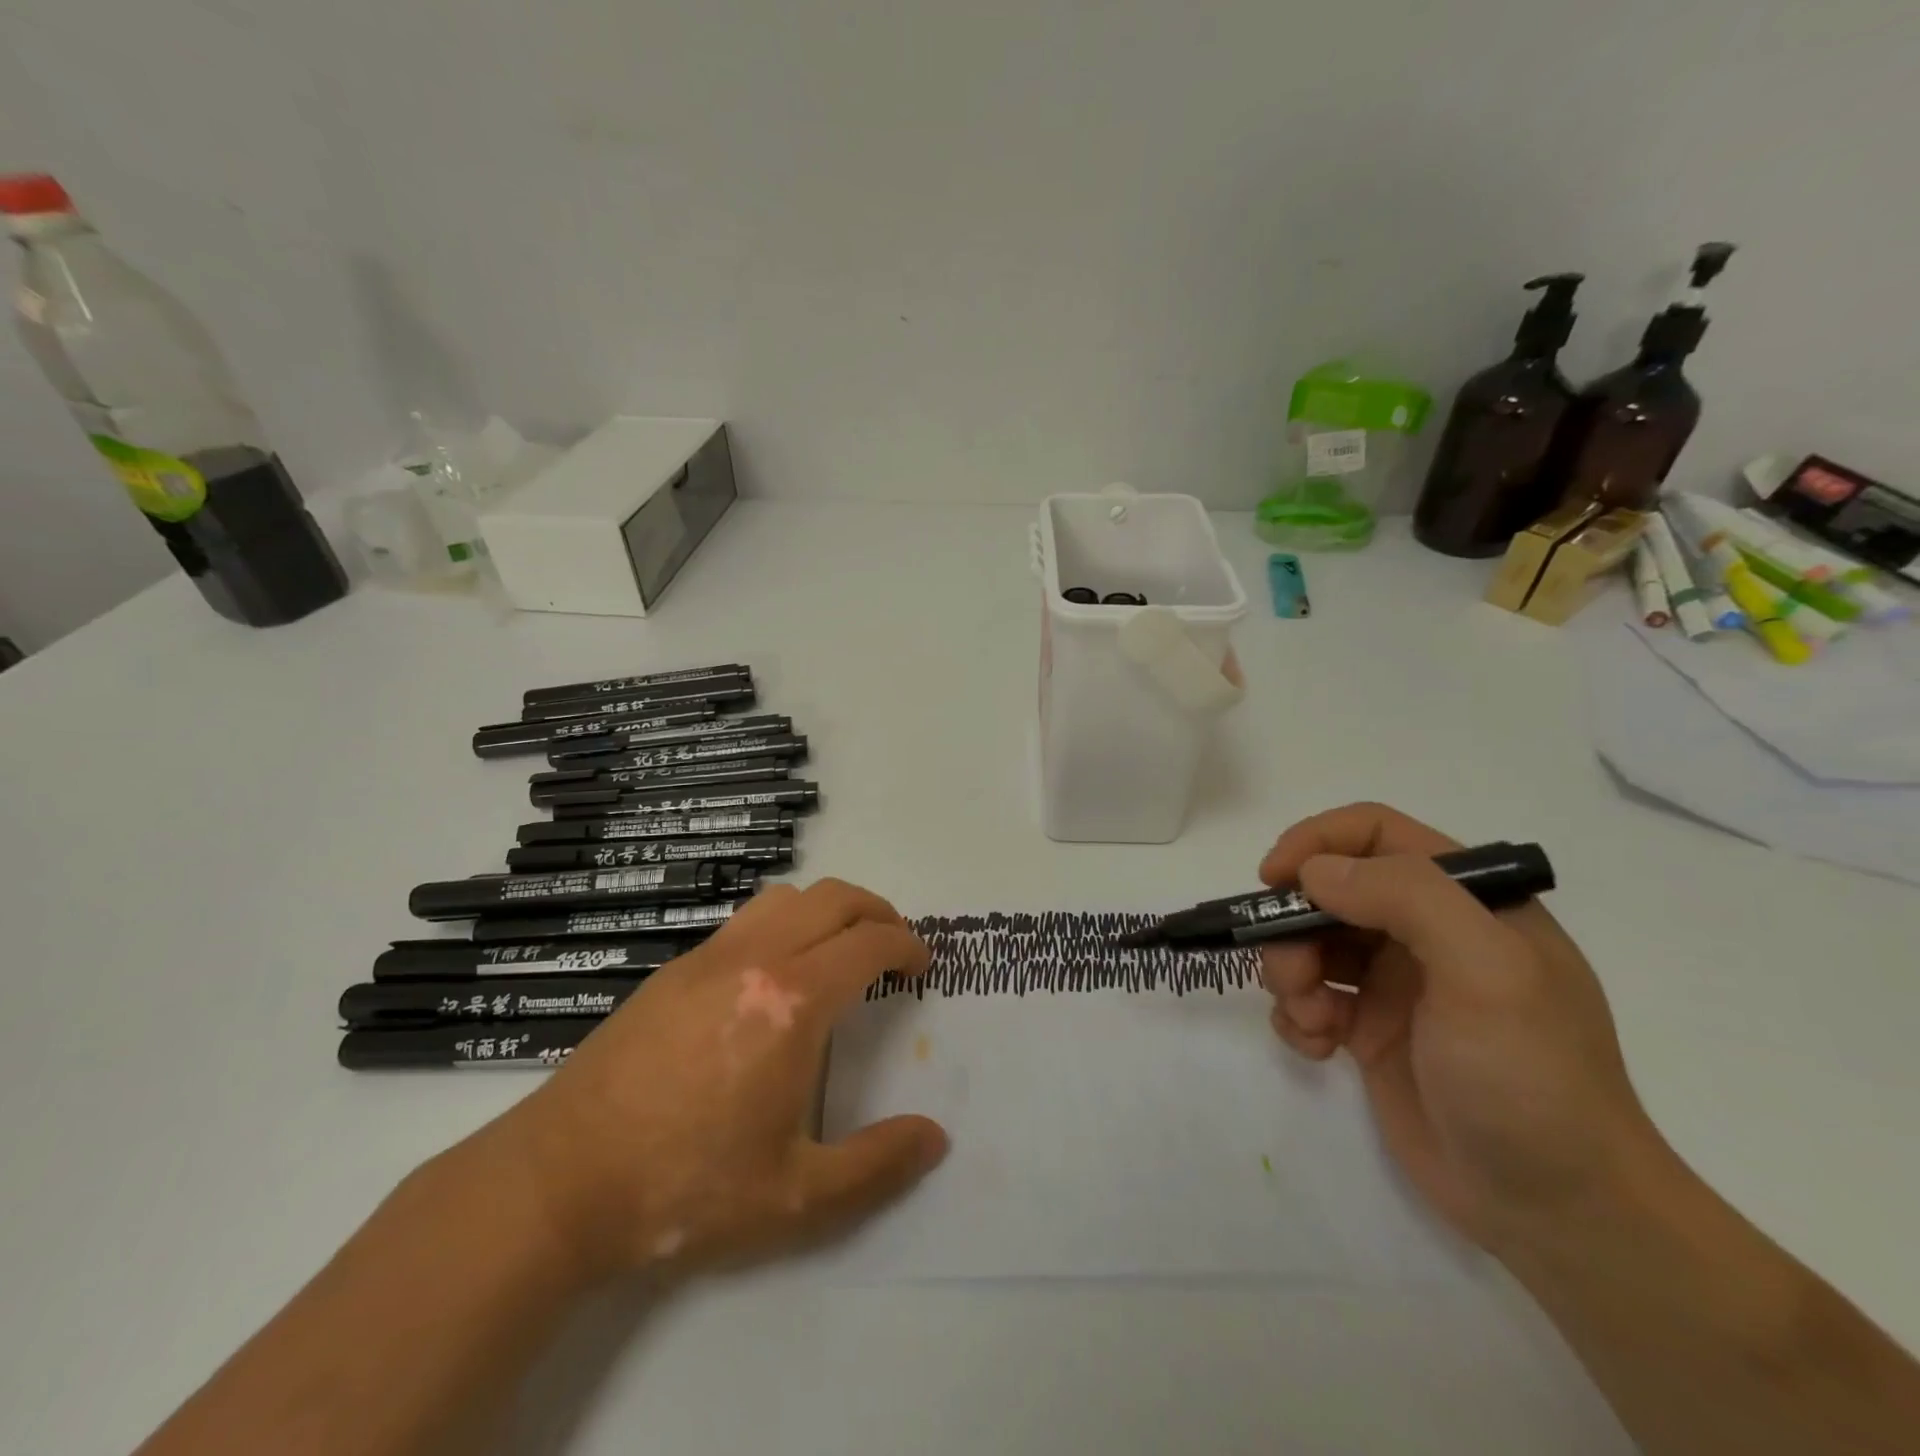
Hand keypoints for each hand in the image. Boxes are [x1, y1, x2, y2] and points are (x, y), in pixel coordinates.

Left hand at [484, 879, 947, 1283]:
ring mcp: (707, 957)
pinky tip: (774, 976)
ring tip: (838, 950)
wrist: (560, 1182)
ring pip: (786, 896)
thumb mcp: (796, 1198)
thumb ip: (877, 1166)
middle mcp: (755, 959)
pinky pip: (746, 920)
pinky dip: (783, 923)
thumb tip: (935, 1137)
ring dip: (827, 909)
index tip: (922, 966)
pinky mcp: (673, 970)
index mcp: (793, 1002)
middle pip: (833, 898)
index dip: (908, 945)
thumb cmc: (686, 1188)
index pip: (869, 941)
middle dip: (877, 912)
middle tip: (894, 947)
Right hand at [1258, 803, 1663, 1252]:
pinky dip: (1296, 1015)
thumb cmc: (1531, 1079)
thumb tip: (1313, 872)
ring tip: (1310, 1020)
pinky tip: (1317, 1048)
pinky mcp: (1370, 1031)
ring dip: (1290, 973)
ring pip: (1309, 942)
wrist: (1560, 1214)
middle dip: (1293, 925)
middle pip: (1329, 891)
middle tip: (1291, 974)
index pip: (1376, 834)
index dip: (1317, 843)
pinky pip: (1308, 997)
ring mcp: (1396, 983)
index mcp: (1467, 901)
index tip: (1273, 880)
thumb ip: (1405, 899)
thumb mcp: (1487, 972)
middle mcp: (1427, 932)